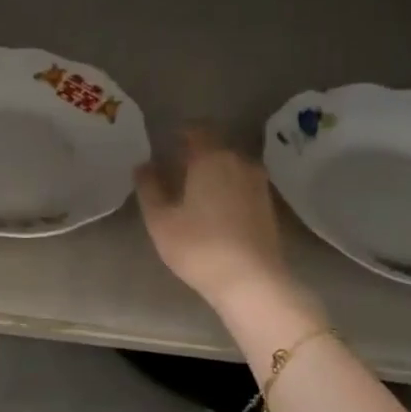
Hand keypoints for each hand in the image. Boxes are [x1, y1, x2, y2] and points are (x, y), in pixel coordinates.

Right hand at [135, 128, 305, 316]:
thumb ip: (149, 187)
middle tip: (174, 169)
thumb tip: (143, 165)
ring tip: (193, 190)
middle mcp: (240, 162)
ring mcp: (259, 184)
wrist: (251, 281)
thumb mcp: (161, 219)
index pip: (197, 130)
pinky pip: (242, 184)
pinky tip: (214, 208)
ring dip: (213, 172)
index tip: (166, 143)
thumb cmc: (198, 246)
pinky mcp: (268, 206)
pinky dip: (227, 188)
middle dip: (196, 153)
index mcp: (211, 158)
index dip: (181, 133)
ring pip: (231, 166)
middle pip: (216, 147)